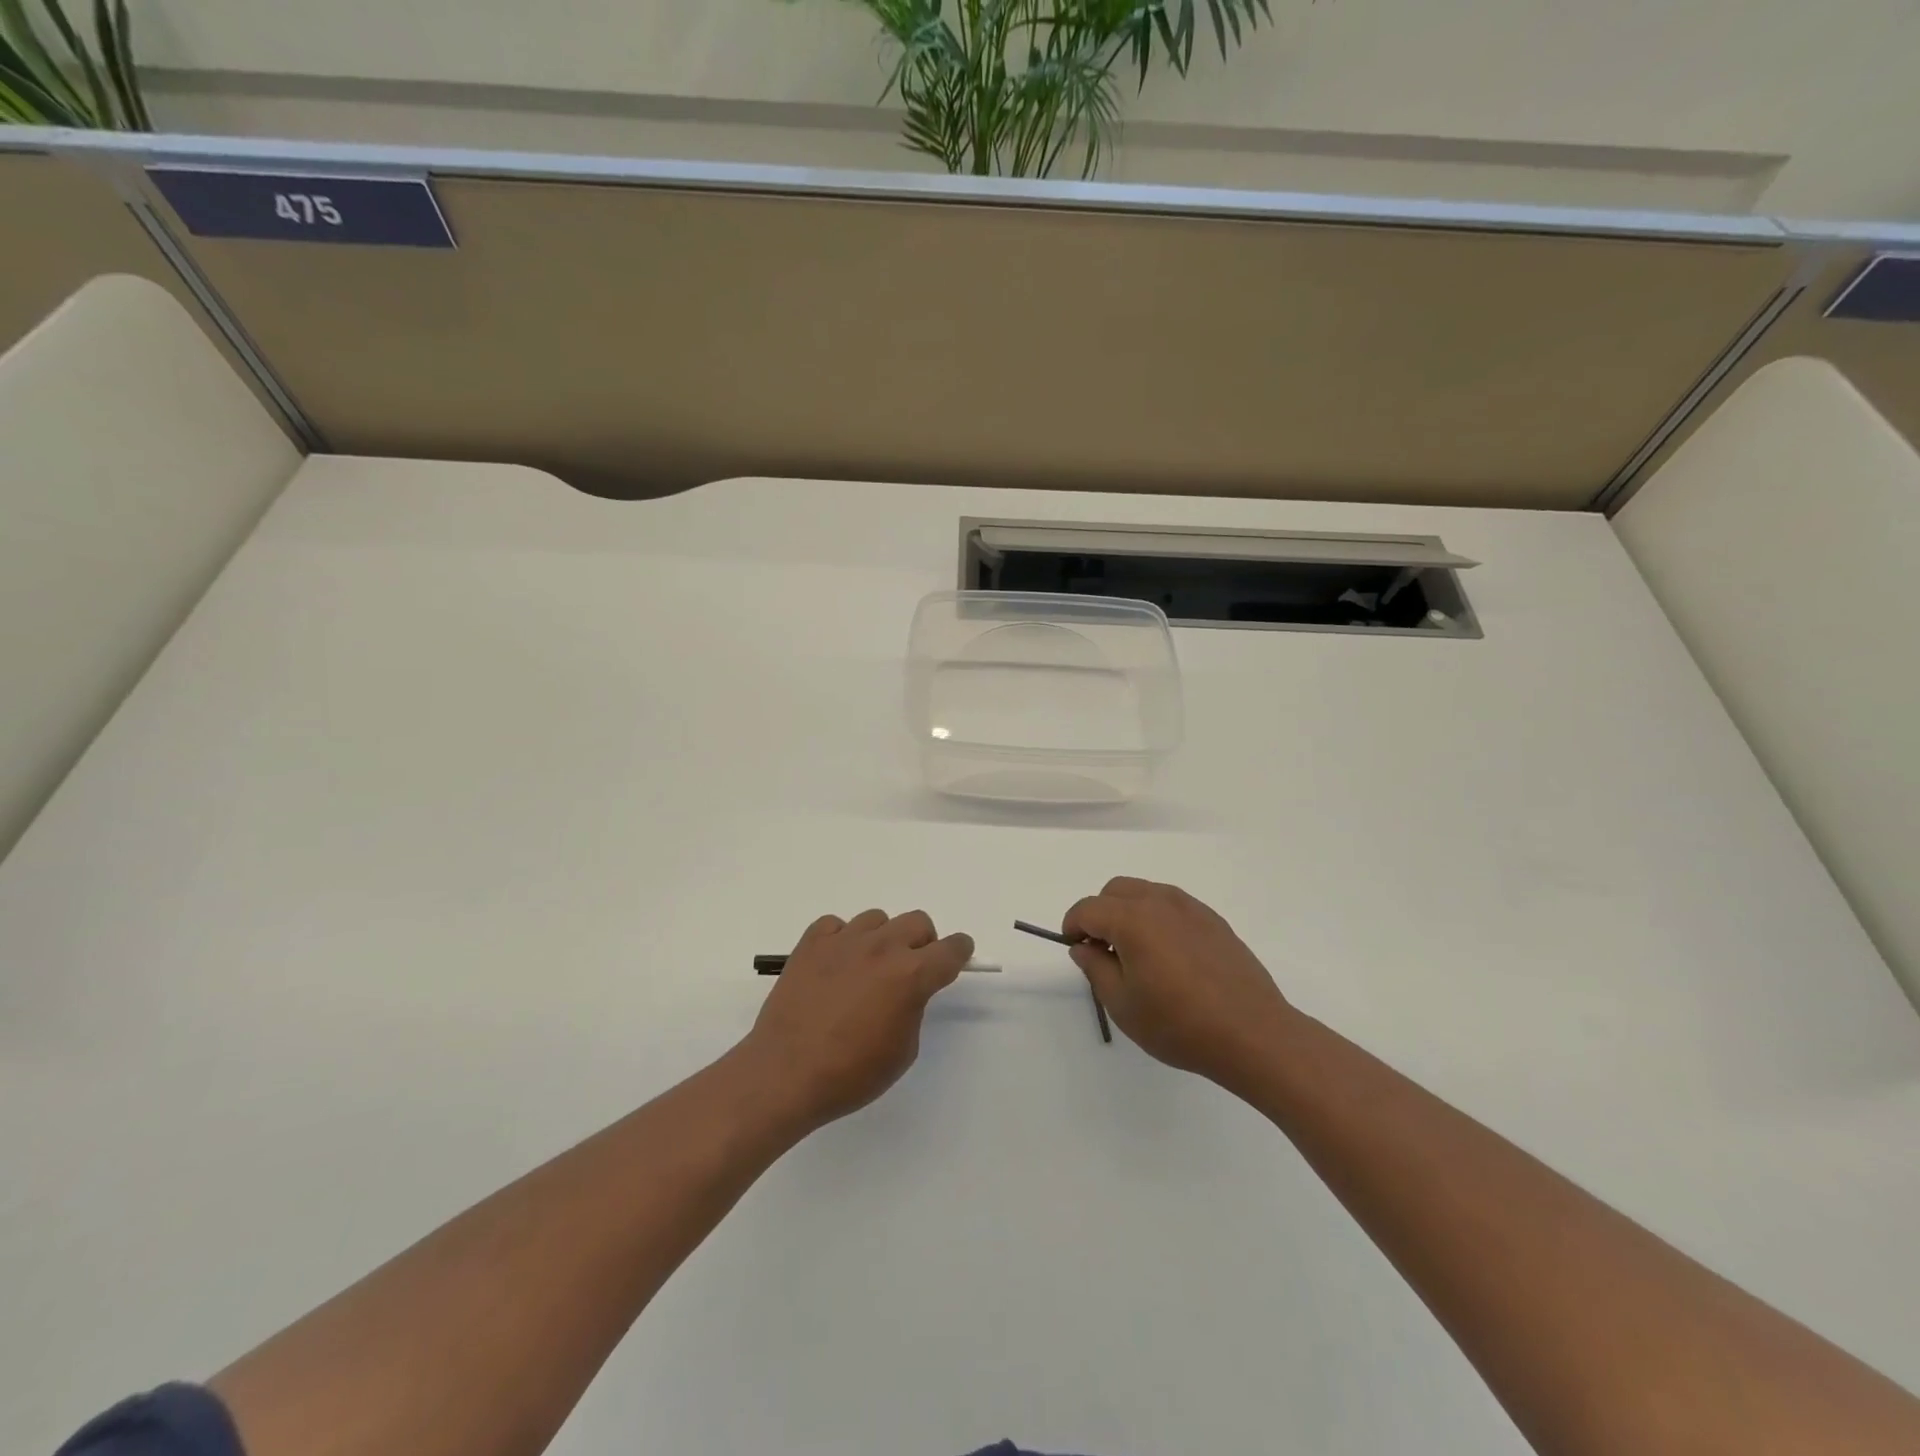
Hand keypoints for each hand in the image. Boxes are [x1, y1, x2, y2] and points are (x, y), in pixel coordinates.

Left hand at [740, 909, 973, 1132]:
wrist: (784, 1074)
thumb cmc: (850, 1074)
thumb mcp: (903, 1050)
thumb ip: (913, 1007)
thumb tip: (906, 990)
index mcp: (911, 974)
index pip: (951, 948)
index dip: (959, 952)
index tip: (956, 959)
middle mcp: (882, 947)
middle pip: (918, 922)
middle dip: (922, 943)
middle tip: (909, 970)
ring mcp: (844, 940)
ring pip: (877, 919)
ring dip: (881, 939)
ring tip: (866, 970)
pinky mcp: (811, 942)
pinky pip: (836, 925)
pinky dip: (841, 940)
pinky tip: (834, 966)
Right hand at [1063, 878, 1294, 1086]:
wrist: (1253, 1034)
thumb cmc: (1179, 1024)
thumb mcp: (1122, 1004)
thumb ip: (1095, 968)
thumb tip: (1084, 946)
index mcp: (1132, 919)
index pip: (1088, 908)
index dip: (1073, 926)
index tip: (1074, 949)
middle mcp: (1160, 902)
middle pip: (1115, 890)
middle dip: (1100, 913)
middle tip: (1103, 951)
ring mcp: (1191, 908)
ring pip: (1145, 892)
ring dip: (1129, 912)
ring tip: (1136, 954)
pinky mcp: (1213, 921)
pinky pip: (1173, 906)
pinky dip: (1157, 918)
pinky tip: (1168, 957)